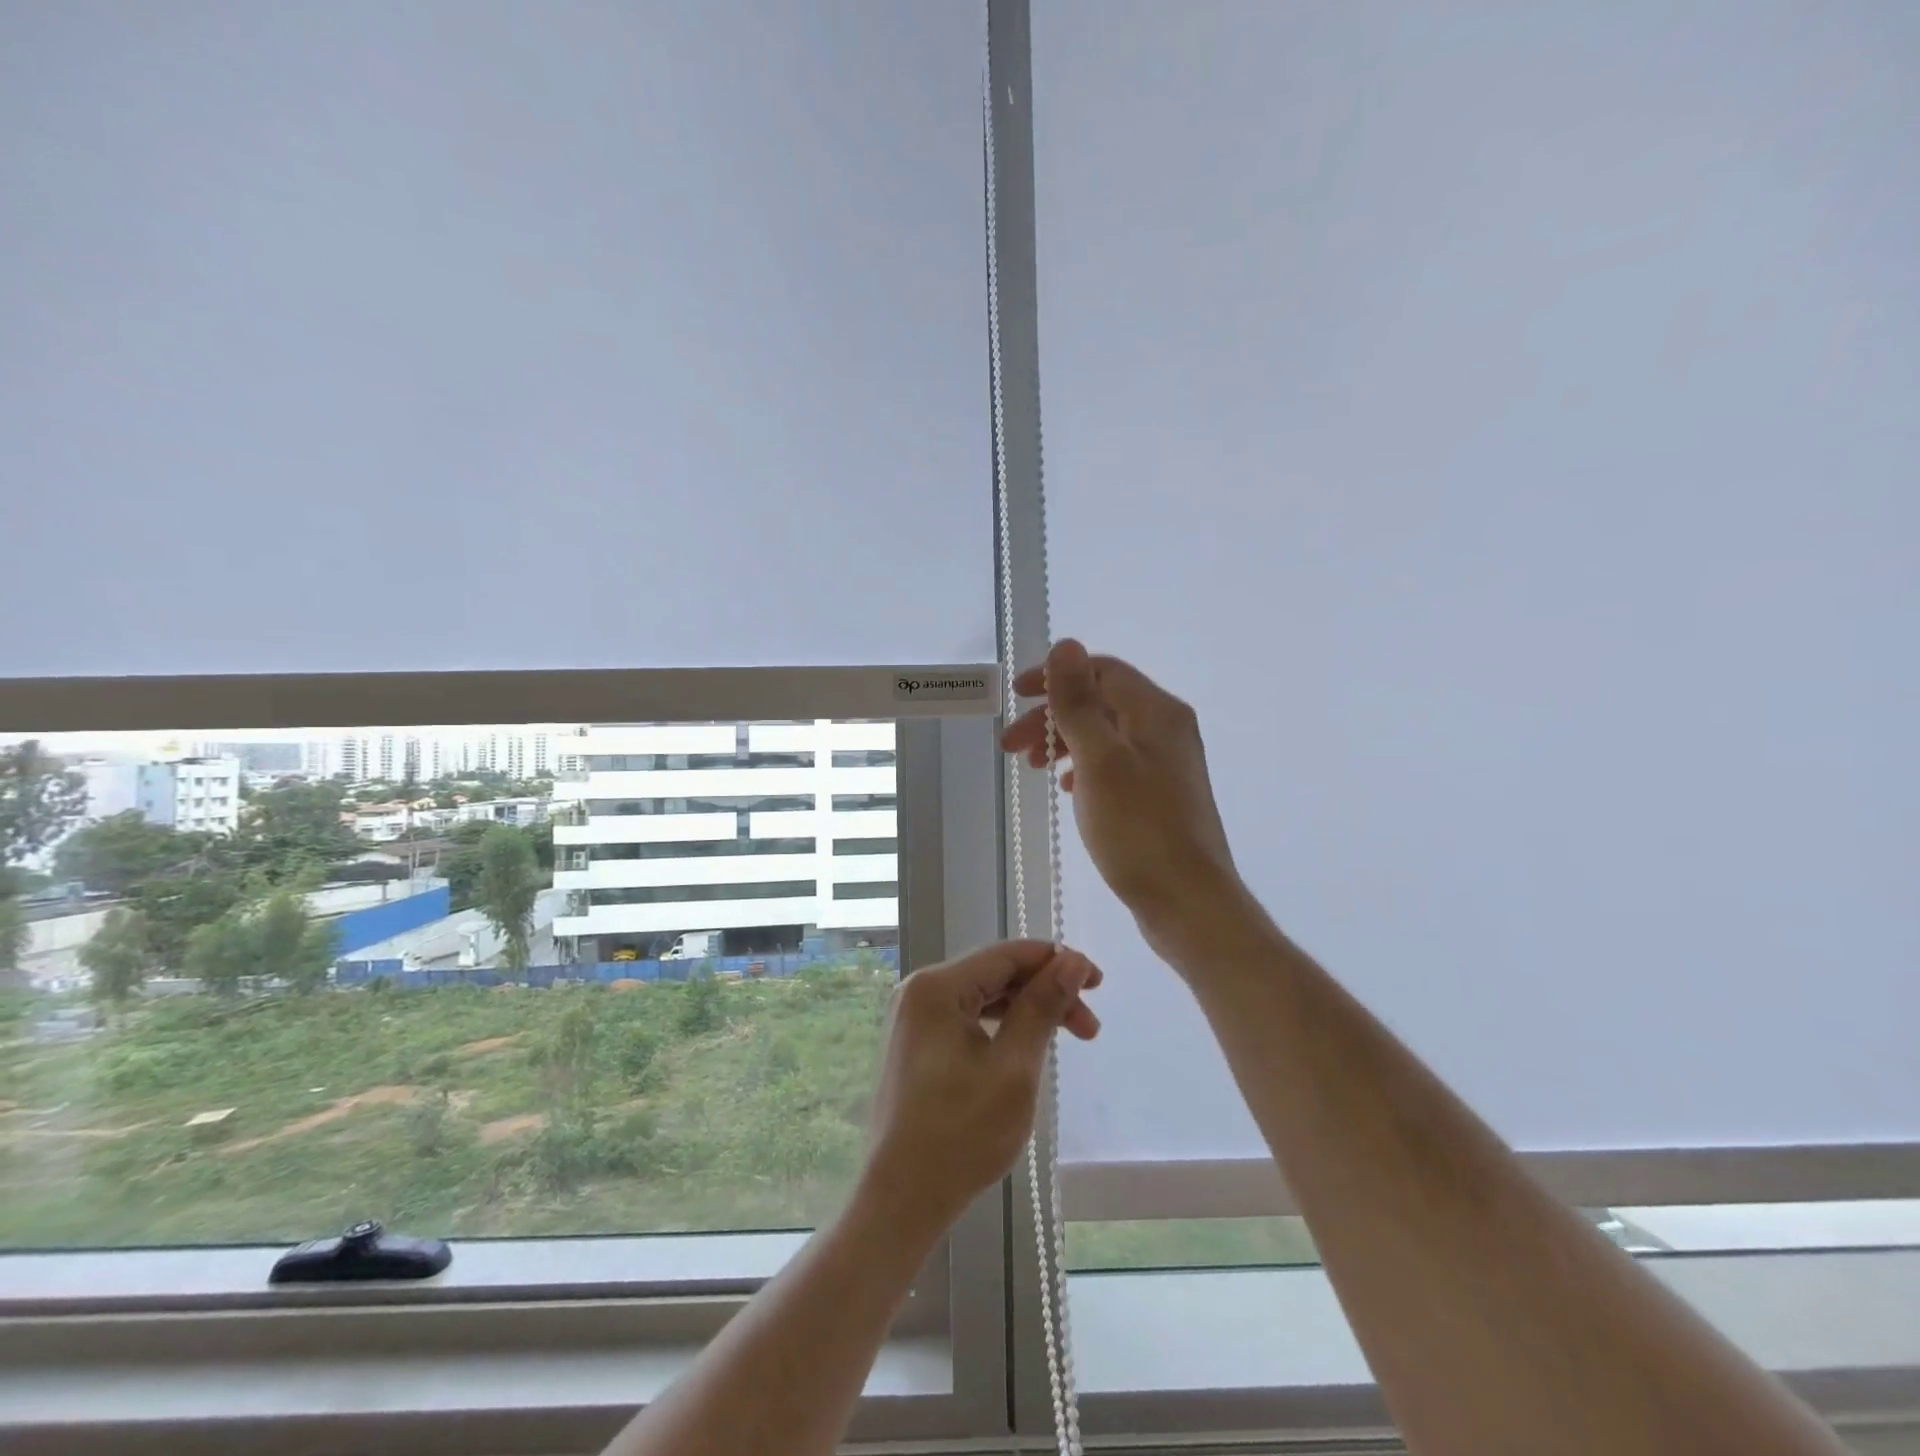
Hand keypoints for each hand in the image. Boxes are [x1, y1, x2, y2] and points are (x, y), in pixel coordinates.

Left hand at [862, 941, 1100, 1233]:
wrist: (899, 1201)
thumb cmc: (959, 1135)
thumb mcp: (1013, 1068)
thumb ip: (1042, 1007)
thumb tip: (1073, 961)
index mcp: (936, 987)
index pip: (1006, 955)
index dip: (1056, 961)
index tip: (1098, 982)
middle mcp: (918, 991)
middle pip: (995, 975)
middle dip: (1045, 992)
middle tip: (1090, 1026)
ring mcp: (912, 1019)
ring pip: (982, 998)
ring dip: (1027, 1011)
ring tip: (1069, 1038)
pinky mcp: (914, 1045)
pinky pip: (965, 1020)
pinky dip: (1001, 1028)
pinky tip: (1025, 1048)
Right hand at [1001, 639, 1243, 951]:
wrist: (1188, 902)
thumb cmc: (1139, 830)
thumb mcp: (1100, 760)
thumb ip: (1079, 702)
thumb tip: (1066, 645)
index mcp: (1155, 712)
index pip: (1100, 671)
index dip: (1054, 677)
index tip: (1016, 698)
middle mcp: (1165, 729)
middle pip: (1100, 702)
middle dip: (1051, 716)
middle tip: (1012, 747)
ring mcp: (1165, 763)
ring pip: (1104, 734)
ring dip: (1064, 742)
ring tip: (1033, 767)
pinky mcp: (1160, 795)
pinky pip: (1114, 764)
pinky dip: (1084, 767)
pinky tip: (1067, 789)